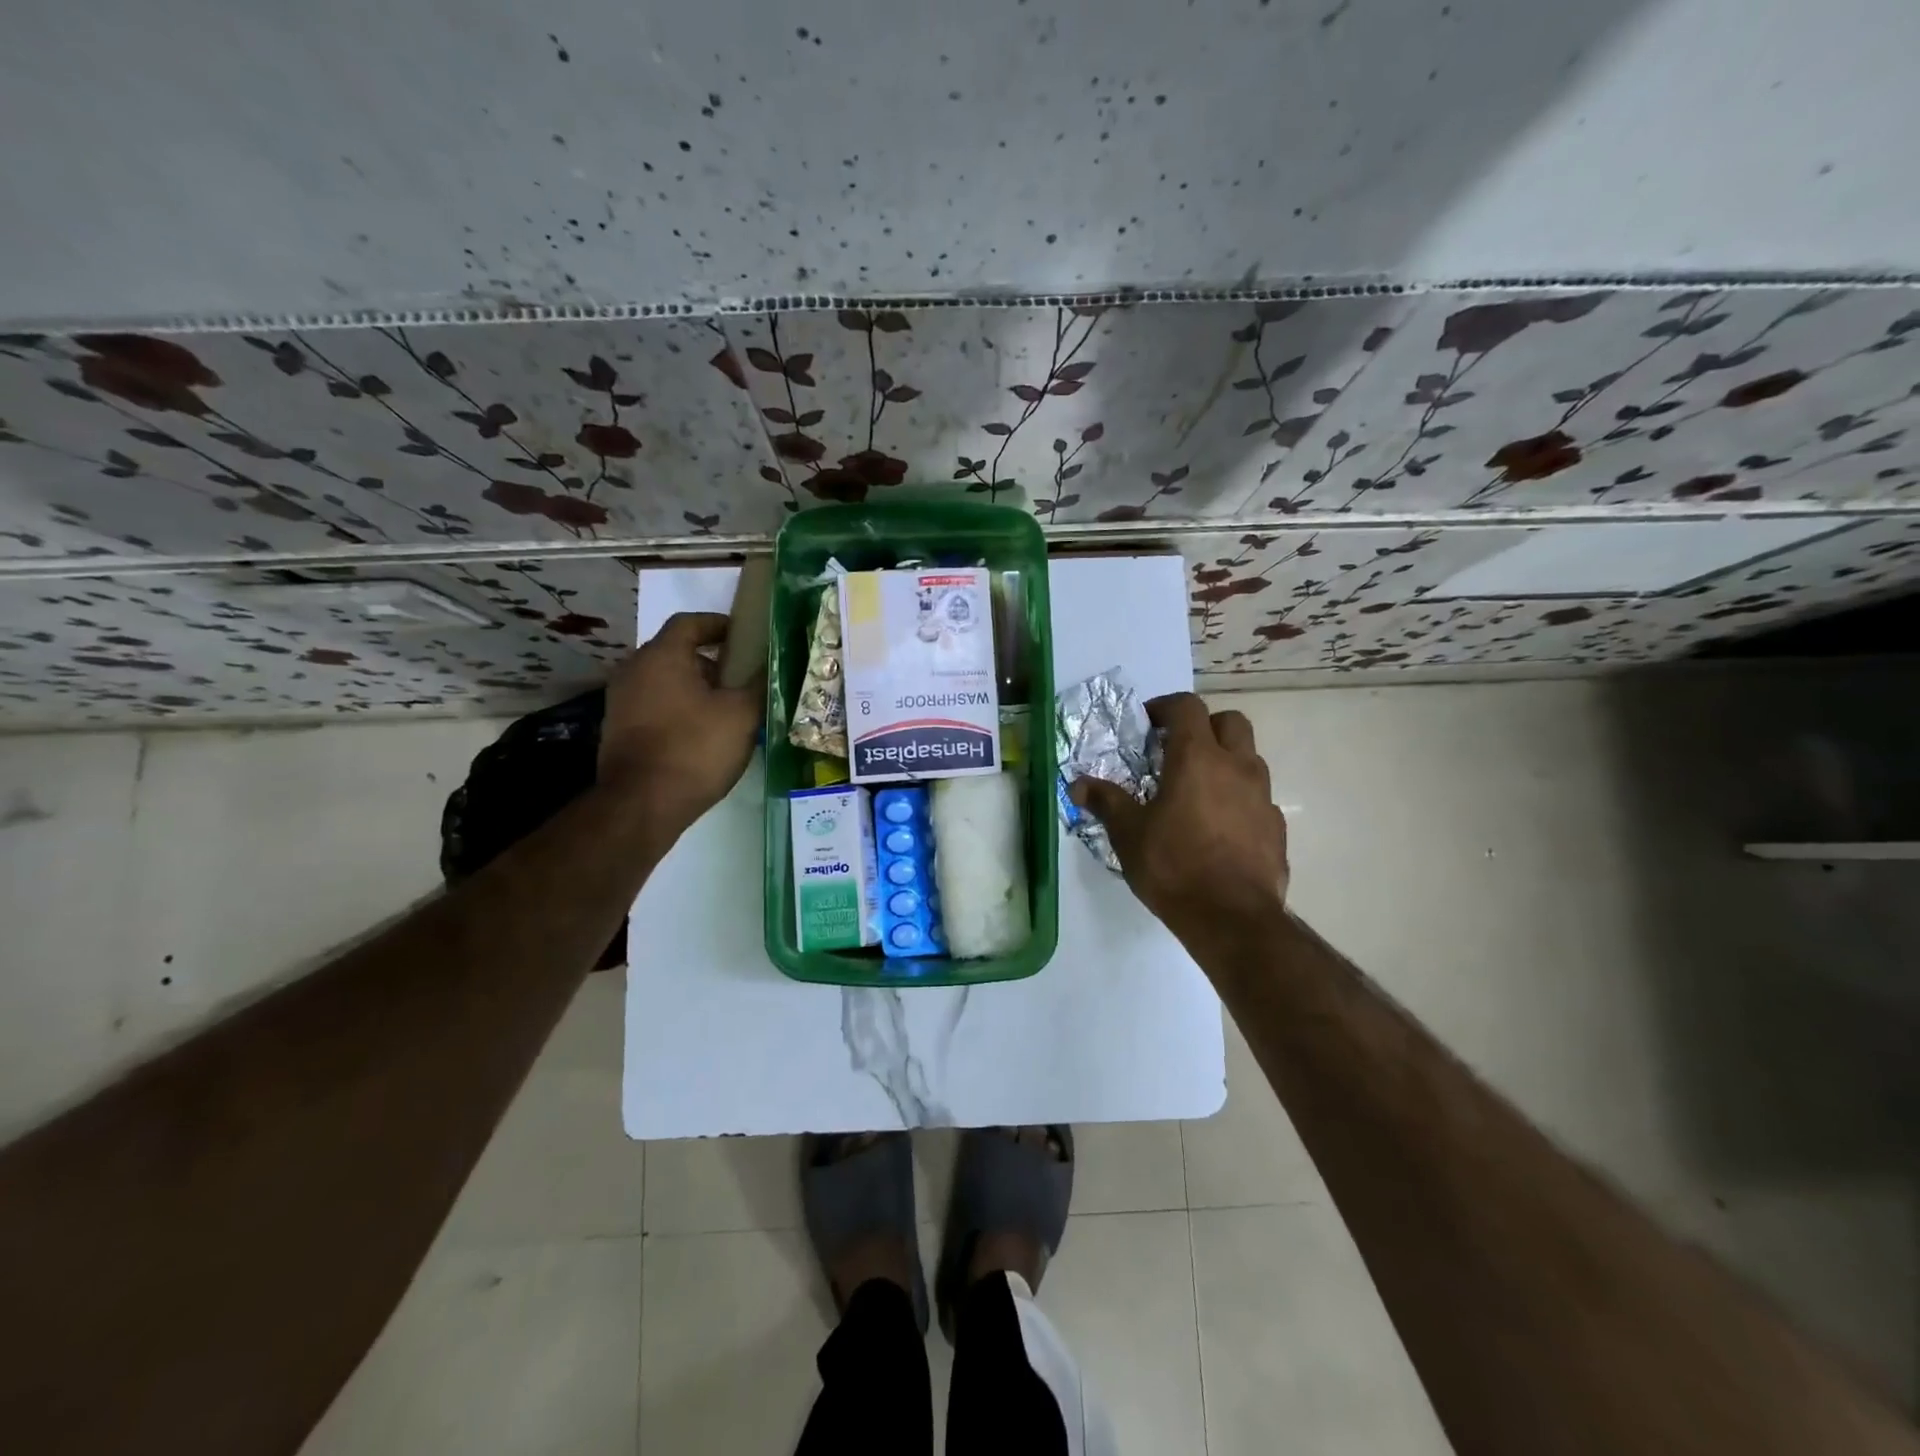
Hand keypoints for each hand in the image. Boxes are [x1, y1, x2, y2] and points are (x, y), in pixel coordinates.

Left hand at [598, 612, 761, 829]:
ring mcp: (621, 700)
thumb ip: (758, 683)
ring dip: (695, 687)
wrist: (642, 804)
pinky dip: (679, 708)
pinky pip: (655, 704)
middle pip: (676, 651)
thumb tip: (769, 665)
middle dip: (711, 661)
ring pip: (665, 680)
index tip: (744, 638)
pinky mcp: (618, 729)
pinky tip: (702, 732)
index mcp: (662, 656)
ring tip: (727, 708)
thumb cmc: (695, 749)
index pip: (690, 622)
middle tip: (741, 677)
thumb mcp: (742, 714)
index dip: (719, 625)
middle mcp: (634, 669)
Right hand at [1070, 693, 1287, 942]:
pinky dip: (1239, 798)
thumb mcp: (1129, 834)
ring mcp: (1263, 796)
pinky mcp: (1276, 826)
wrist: (1232, 918)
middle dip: (1204, 726)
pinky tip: (1220, 826)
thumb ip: (1106, 802)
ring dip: (1225, 761)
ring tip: (1198, 790)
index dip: (1166, 707)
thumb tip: (1078, 785)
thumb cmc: (1174, 866)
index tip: (1148, 724)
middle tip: (1178, 750)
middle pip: (1230, 721)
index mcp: (1197, 758)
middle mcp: (1237, 767)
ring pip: (1249, 758)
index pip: (1187, 707)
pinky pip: (1258, 797)